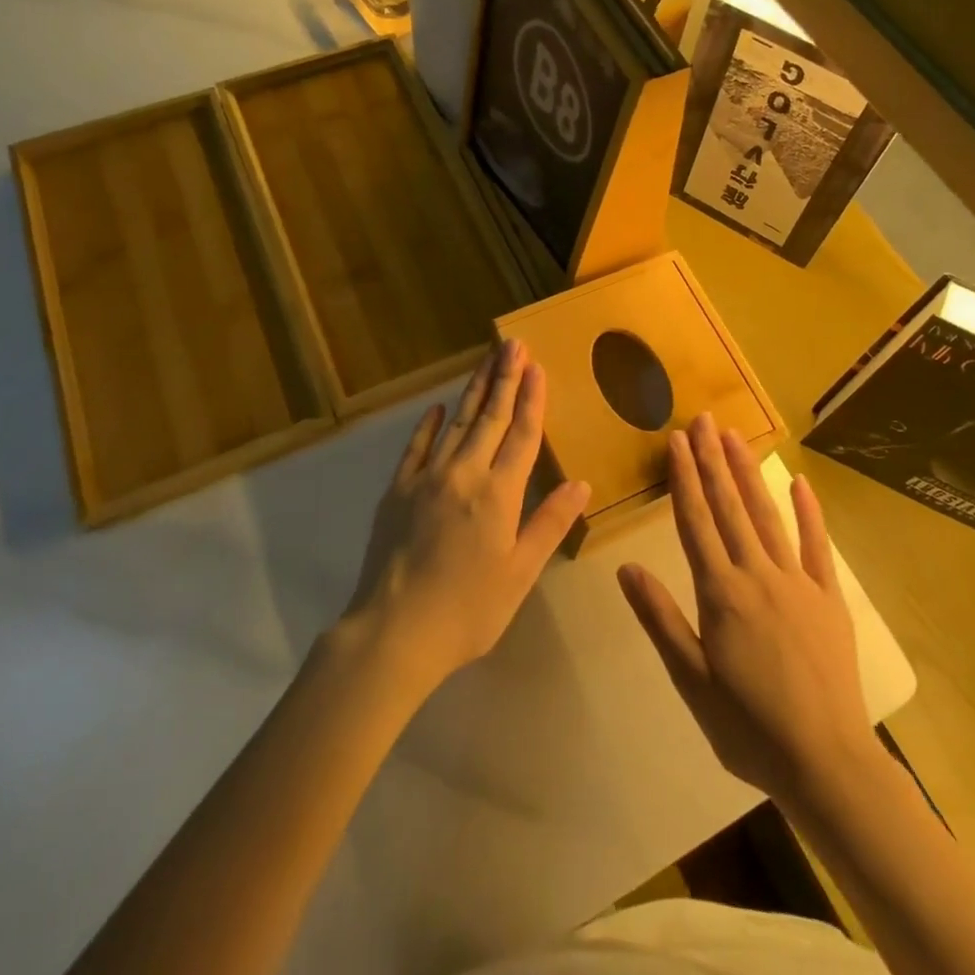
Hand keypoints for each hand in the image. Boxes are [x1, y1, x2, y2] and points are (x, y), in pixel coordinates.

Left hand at [341, 340, 590, 695]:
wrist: (394, 631)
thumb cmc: (468, 609)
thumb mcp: (520, 574)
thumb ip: (549, 524)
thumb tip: (580, 483)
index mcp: (499, 494)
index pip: (521, 434)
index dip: (531, 398)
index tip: (537, 365)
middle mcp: (464, 474)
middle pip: (490, 417)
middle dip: (505, 378)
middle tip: (513, 344)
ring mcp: (427, 478)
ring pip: (457, 423)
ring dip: (474, 390)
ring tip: (487, 360)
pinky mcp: (398, 489)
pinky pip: (417, 447)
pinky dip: (429, 424)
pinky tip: (438, 407)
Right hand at [618, 414, 871, 805]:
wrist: (826, 763)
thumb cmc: (748, 727)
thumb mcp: (691, 681)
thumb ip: (660, 619)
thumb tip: (626, 567)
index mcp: (721, 593)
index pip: (695, 522)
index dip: (684, 478)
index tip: (676, 441)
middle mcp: (757, 575)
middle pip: (730, 507)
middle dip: (713, 460)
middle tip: (703, 420)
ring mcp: (797, 582)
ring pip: (767, 515)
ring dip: (749, 473)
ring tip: (734, 437)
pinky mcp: (829, 598)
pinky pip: (817, 546)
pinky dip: (809, 512)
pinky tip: (800, 483)